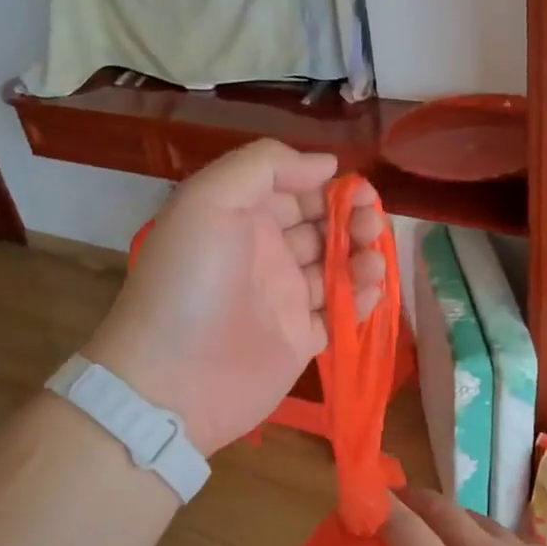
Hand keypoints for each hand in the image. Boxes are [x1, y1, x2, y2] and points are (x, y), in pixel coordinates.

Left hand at [83, 140, 385, 455]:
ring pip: (336, 267)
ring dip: (361, 256)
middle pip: (321, 226)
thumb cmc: (191, 283)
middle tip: (370, 225)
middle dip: (352, 218)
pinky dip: (360, 299)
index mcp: (241, 218)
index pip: (294, 190)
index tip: (359, 190)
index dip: (329, 186)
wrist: (173, 382)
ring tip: (373, 262)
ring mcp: (284, 299)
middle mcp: (264, 254)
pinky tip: (370, 290)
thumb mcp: (209, 200)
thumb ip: (264, 166)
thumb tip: (327, 164)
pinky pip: (340, 312)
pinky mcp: (300, 339)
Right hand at [380, 487, 546, 545]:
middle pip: (439, 506)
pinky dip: (488, 543)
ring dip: (450, 517)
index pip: (405, 527)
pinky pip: (508, 539)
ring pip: (474, 517)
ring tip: (443, 534)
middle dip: (412, 497)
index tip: (364, 500)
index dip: (380, 508)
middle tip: (396, 500)